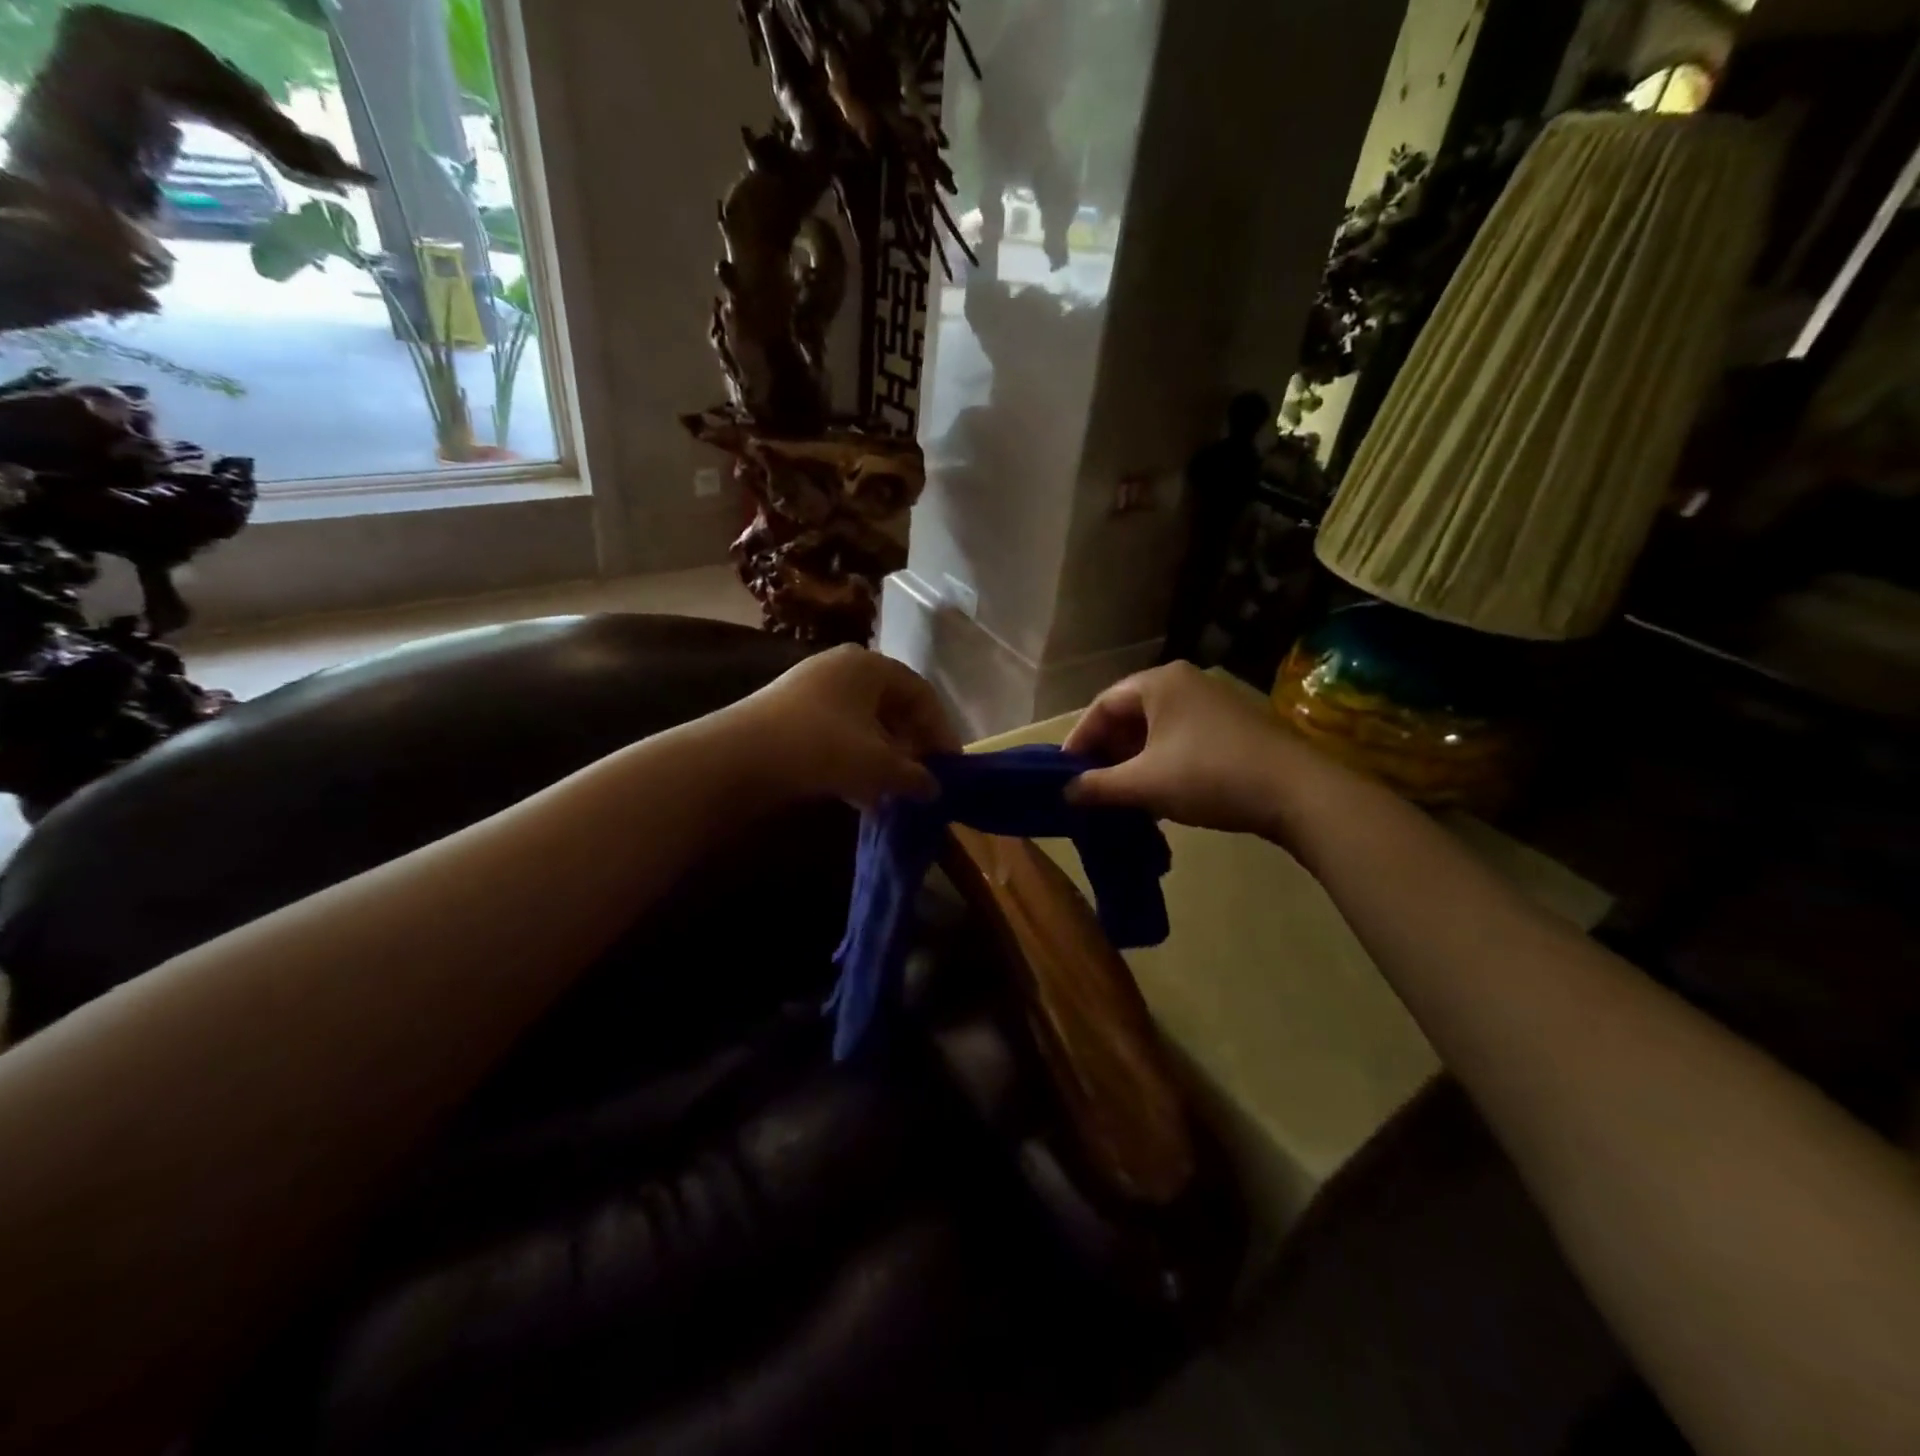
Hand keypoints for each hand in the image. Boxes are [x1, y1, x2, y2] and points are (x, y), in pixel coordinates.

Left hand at [729, 645, 960, 808]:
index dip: (940, 729)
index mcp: (869, 665)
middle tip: (922, 777)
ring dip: (882, 757)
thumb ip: (914, 776)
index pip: (920, 692)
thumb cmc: (821, 748)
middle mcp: (842, 667)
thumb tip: (934, 788)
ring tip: (892, 791)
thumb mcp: (877, 765)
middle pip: (891, 706)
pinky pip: (837, 734)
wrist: (737, 757)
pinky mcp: (789, 714)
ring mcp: (811, 689)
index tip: (950, 764)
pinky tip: (860, 795)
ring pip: (863, 724)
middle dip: (910, 745)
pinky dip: (854, 761)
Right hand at [1064, 662, 1323, 834]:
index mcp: (1159, 683)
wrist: (1297, 792)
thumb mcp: (1145, 784)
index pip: (1102, 705)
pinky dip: (1161, 760)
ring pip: (1156, 728)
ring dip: (1134, 759)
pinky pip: (1181, 736)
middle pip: (1129, 714)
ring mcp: (1213, 701)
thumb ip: (1098, 786)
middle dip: (1107, 750)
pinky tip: (1159, 791)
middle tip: (1092, 784)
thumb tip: (1066, 793)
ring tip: (1122, 792)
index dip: (1079, 739)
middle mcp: (1185, 682)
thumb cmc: (1209, 776)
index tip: (1066, 772)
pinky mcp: (1233, 725)